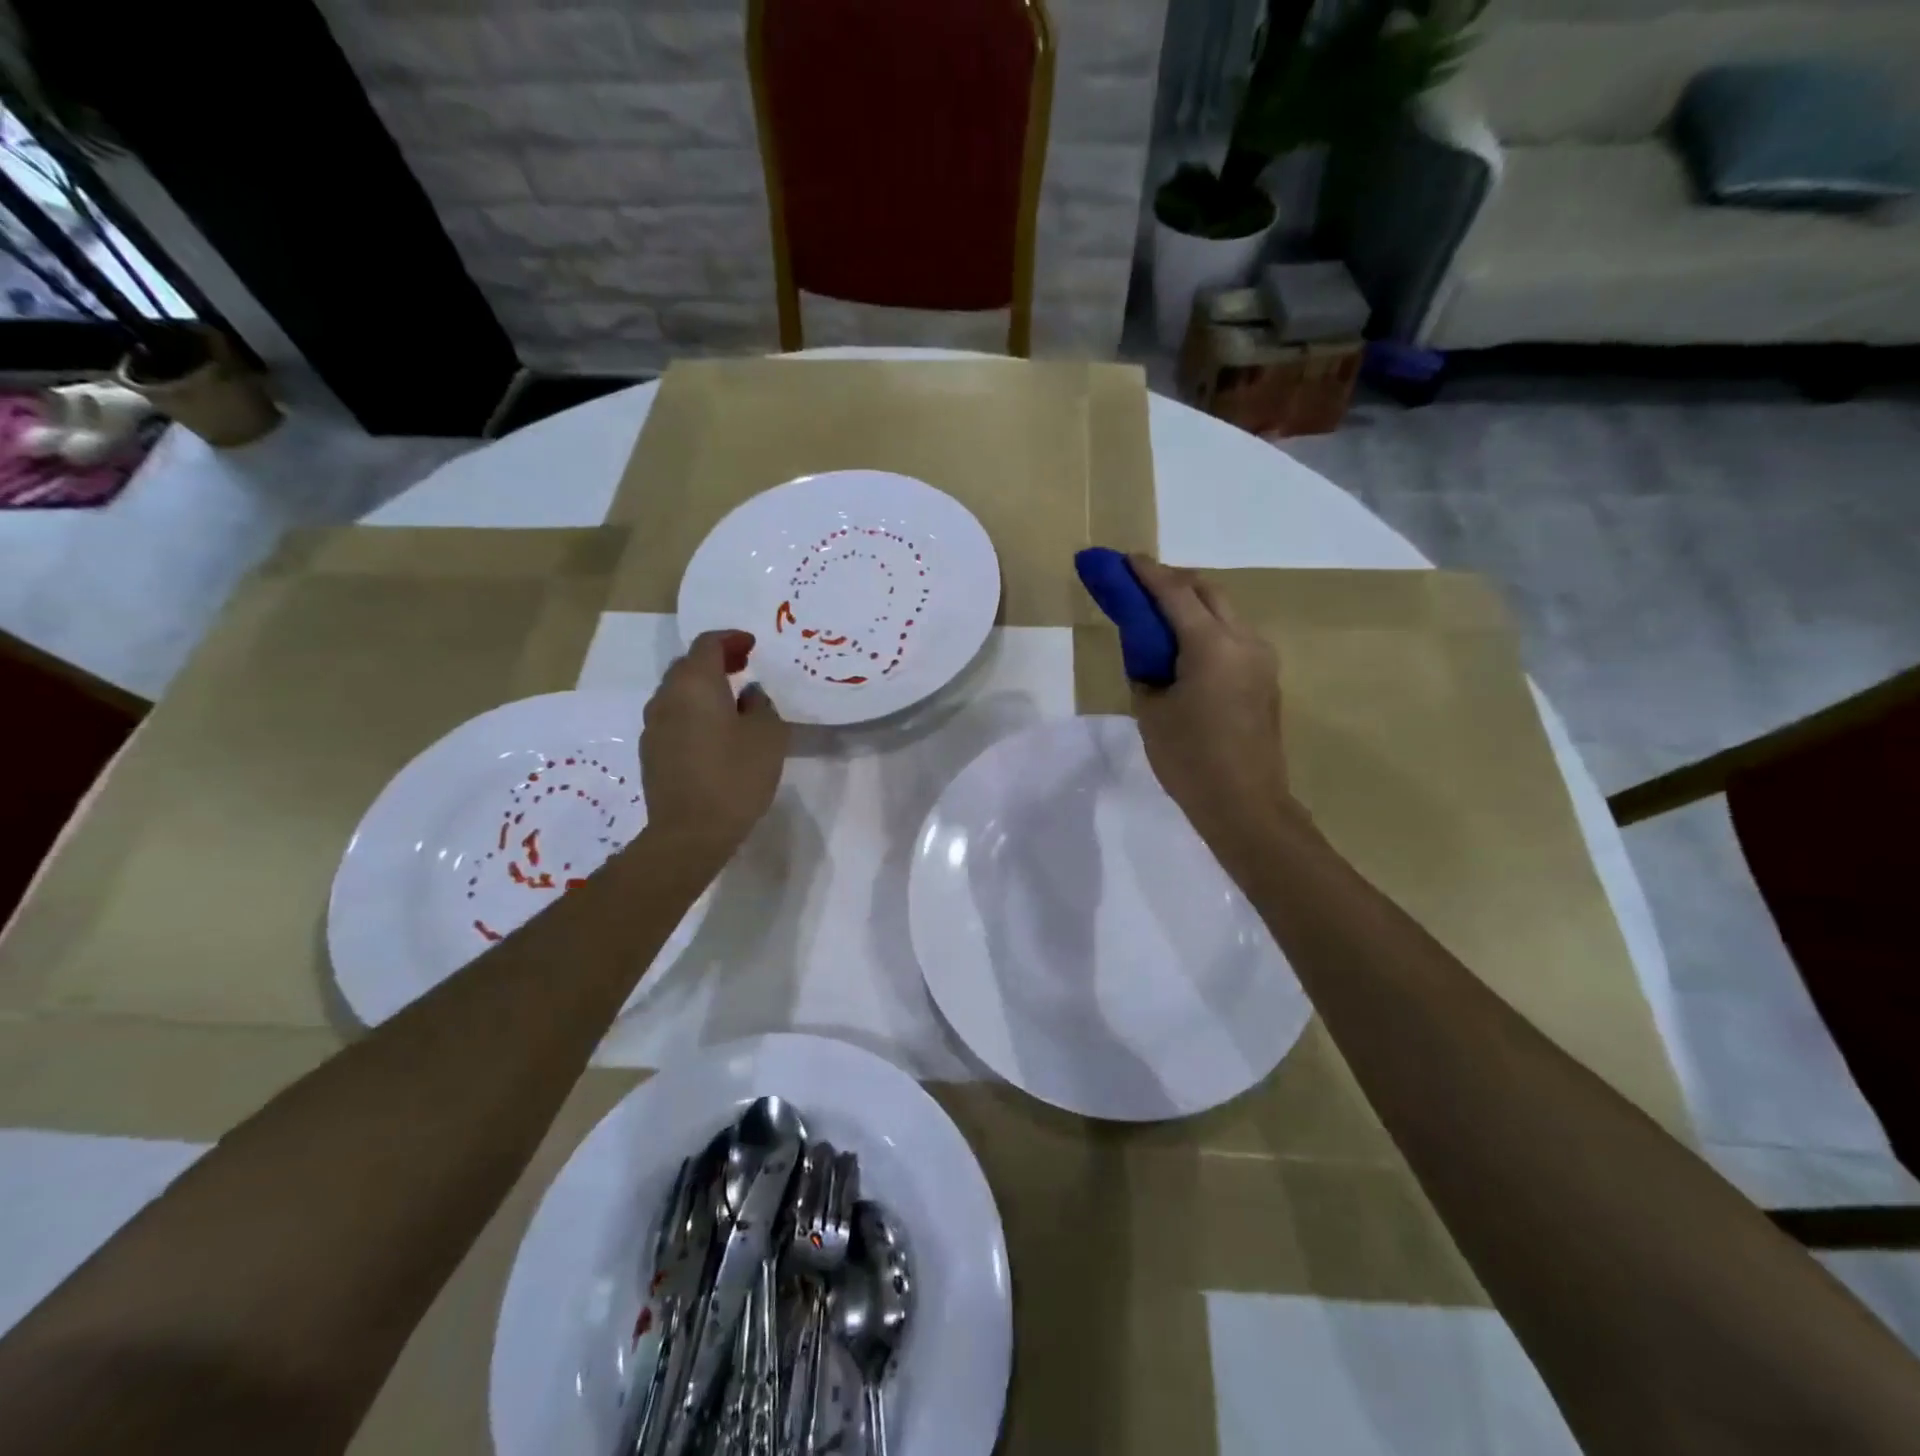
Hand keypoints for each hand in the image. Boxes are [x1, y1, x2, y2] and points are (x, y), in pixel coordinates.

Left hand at [641, 630, 788, 866]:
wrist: (690, 832)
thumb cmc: (735, 776)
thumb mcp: (768, 735)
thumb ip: (761, 705)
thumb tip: (749, 694)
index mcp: (695, 684)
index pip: (708, 644)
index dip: (731, 639)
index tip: (752, 645)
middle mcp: (667, 697)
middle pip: (688, 665)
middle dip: (716, 661)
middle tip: (743, 667)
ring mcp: (654, 726)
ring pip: (679, 693)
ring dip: (703, 689)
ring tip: (732, 701)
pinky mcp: (652, 752)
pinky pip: (674, 718)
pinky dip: (694, 713)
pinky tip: (715, 733)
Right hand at [1127, 555, 1300, 869]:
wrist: (1244, 804)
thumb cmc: (1189, 759)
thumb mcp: (1151, 710)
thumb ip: (1146, 668)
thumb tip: (1149, 649)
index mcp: (1212, 646)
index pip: (1175, 593)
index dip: (1147, 573)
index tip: (1124, 559)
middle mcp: (1244, 640)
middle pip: (1208, 592)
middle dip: (1173, 582)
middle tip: (1141, 586)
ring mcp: (1262, 658)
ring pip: (1225, 612)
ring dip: (1193, 604)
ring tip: (1160, 616)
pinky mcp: (1267, 677)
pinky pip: (1234, 636)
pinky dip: (1208, 628)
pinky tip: (1186, 647)